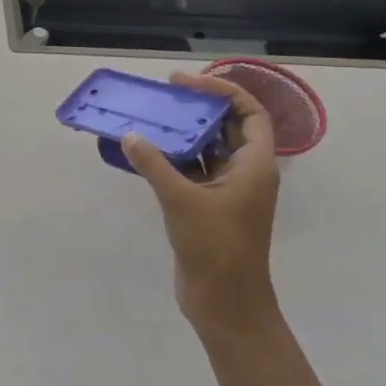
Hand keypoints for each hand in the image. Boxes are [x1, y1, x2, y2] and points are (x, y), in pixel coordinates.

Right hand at [122, 73, 281, 338]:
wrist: (225, 301)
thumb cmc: (216, 247)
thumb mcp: (182, 200)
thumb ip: (155, 165)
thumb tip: (130, 135)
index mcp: (255, 166)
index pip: (249, 114)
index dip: (222, 92)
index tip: (186, 83)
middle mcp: (245, 173)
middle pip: (227, 129)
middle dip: (198, 110)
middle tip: (164, 97)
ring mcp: (228, 192)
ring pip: (207, 151)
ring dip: (182, 136)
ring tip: (150, 120)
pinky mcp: (208, 208)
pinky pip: (192, 173)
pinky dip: (171, 161)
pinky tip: (144, 154)